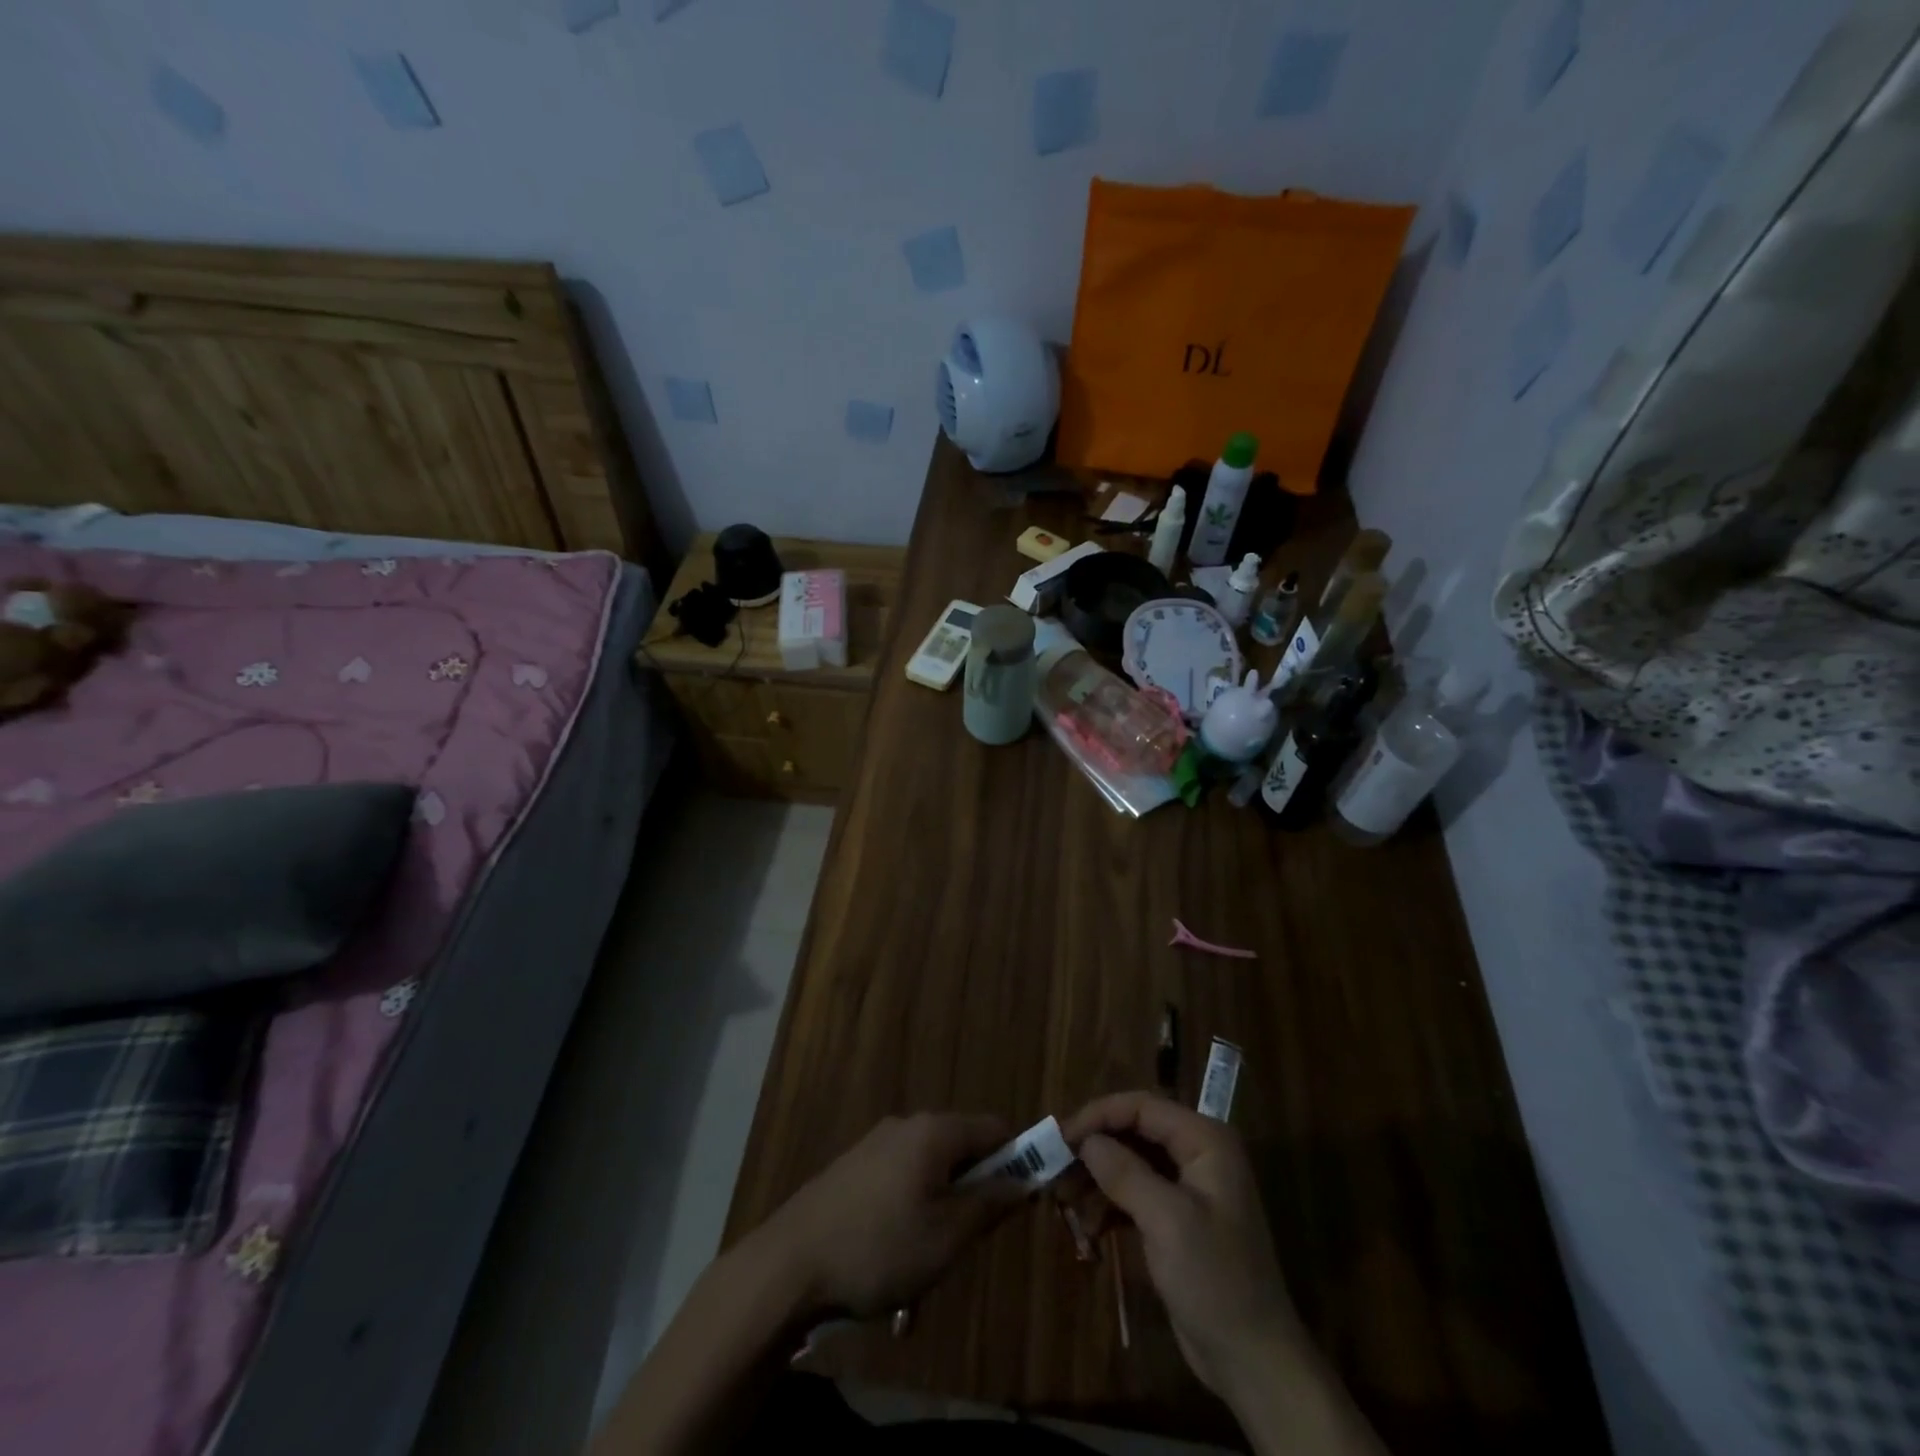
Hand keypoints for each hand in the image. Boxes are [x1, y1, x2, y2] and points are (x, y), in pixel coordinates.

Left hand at [757, 1112, 1021, 1319]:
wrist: (789, 1264)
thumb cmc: (880, 1248)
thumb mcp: (948, 1236)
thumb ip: (991, 1204)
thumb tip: (1026, 1181)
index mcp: (934, 1131)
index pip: (995, 1129)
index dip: (1017, 1160)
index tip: (1020, 1203)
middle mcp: (907, 1125)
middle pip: (962, 1147)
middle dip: (974, 1190)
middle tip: (968, 1240)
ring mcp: (875, 1144)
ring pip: (930, 1168)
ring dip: (942, 1205)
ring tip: (927, 1259)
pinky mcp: (853, 1167)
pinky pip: (901, 1178)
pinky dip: (911, 1208)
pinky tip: (893, 1253)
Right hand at [1063, 1092, 1303, 1401]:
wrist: (1254, 1361)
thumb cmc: (1216, 1280)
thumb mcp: (1168, 1221)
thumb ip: (1125, 1173)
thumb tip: (1085, 1140)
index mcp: (1205, 1140)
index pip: (1142, 1107)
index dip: (1099, 1115)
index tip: (1060, 1136)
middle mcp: (1198, 1153)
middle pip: (1134, 1131)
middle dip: (1095, 1147)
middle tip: (1055, 1166)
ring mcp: (1188, 1186)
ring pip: (1130, 1162)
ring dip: (1097, 1177)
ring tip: (1063, 1197)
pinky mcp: (1176, 1217)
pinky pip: (1135, 1193)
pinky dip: (1109, 1203)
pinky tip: (1087, 1225)